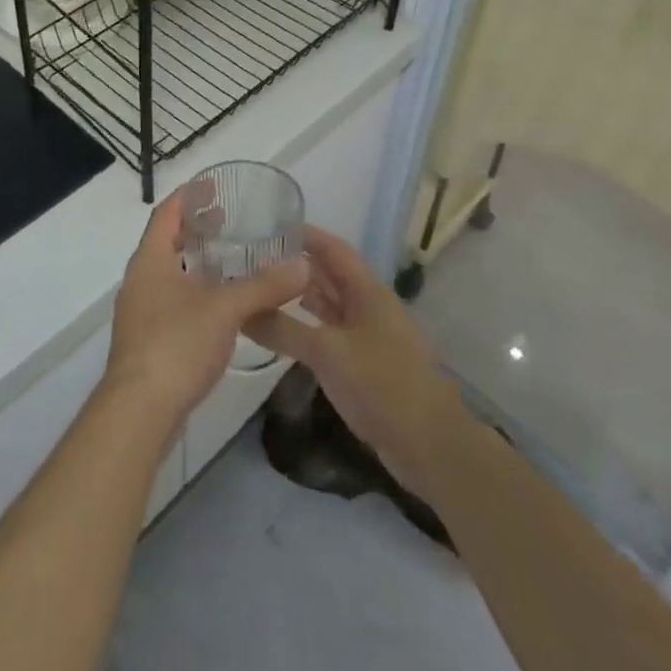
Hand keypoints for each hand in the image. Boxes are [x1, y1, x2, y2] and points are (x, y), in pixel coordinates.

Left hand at [103, 188, 308, 434]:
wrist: (138, 412)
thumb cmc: (176, 345)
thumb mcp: (225, 309)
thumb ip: (264, 286)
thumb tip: (303, 265)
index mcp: (150, 260)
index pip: (166, 214)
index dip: (189, 197)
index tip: (213, 186)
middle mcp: (140, 280)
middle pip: (166, 242)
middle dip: (195, 229)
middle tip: (228, 220)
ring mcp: (141, 312)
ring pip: (169, 274)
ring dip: (195, 262)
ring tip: (229, 260)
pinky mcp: (148, 341)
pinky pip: (172, 301)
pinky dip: (195, 291)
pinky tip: (220, 306)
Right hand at [243, 227, 466, 495]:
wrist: (429, 445)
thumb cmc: (381, 384)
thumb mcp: (327, 352)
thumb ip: (283, 329)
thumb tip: (240, 310)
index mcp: (366, 291)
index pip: (332, 248)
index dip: (303, 234)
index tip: (267, 225)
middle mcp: (367, 306)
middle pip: (328, 274)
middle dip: (294, 264)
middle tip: (252, 258)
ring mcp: (367, 336)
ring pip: (328, 305)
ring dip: (299, 296)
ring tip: (260, 288)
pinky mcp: (364, 364)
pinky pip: (329, 333)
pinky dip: (306, 327)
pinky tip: (283, 330)